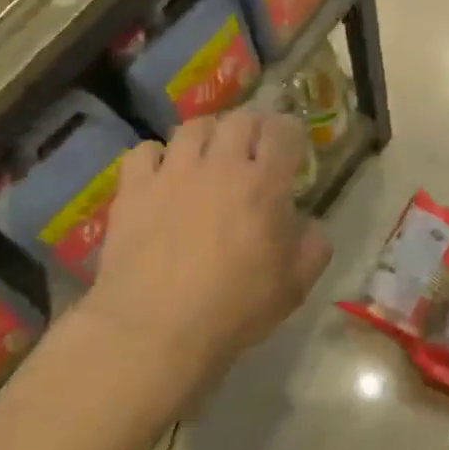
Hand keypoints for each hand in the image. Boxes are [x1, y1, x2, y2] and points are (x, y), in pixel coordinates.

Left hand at [65, 111, 330, 414]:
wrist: (156, 330)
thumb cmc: (234, 309)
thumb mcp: (294, 286)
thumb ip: (314, 247)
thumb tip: (311, 226)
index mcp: (264, 184)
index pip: (284, 131)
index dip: (291, 132)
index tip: (292, 145)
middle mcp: (220, 165)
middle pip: (239, 119)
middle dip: (253, 125)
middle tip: (254, 145)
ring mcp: (172, 173)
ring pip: (192, 127)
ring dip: (207, 134)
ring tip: (208, 154)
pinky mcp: (134, 189)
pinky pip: (144, 151)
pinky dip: (156, 156)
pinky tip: (161, 174)